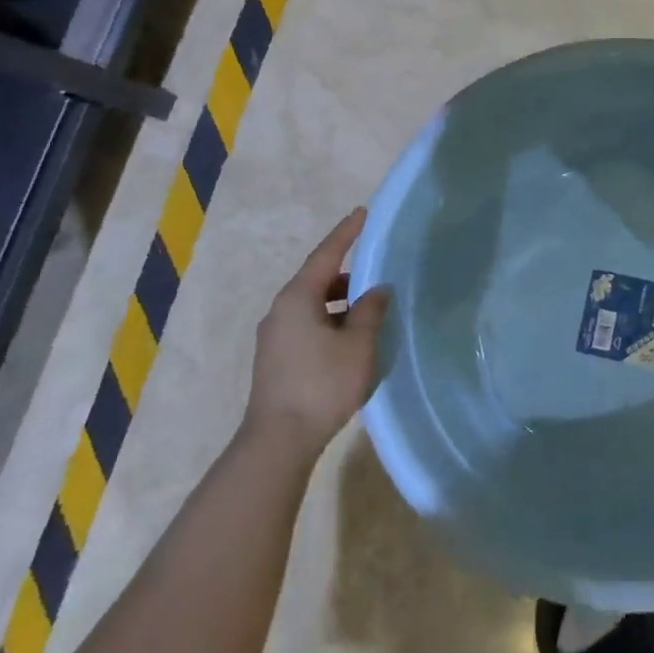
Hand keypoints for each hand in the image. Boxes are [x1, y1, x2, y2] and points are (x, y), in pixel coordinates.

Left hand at [244, 208, 388, 452]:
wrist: (279, 439)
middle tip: (378, 269)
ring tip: (371, 308)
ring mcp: (275, 336)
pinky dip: (332, 321)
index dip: (346, 233)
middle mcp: (281, 310)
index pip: (326, 254)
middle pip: (318, 280)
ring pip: (313, 305)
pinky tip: (352, 338)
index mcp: (297, 298)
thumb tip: (377, 290)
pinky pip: (308, 325)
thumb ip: (371, 311)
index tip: (363, 212)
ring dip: (341, 302)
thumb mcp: (358, 344)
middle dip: (348, 274)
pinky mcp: (277, 358)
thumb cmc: (322, 383)